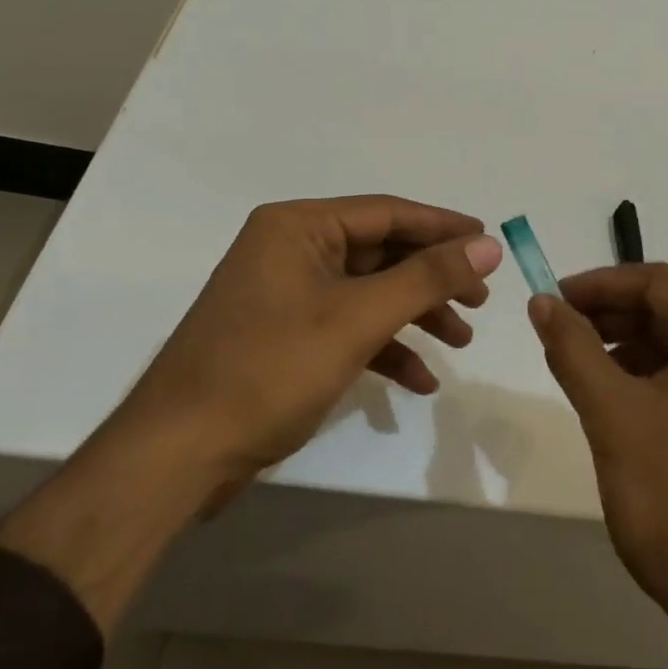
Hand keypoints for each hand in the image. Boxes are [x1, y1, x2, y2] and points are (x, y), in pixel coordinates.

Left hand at [124, 195, 503, 480]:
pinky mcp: (285, 335)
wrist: (177, 456)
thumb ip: (427, 278)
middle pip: (381, 252)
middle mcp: (291, 249)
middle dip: (432, 278)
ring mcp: (286, 294)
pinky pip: (347, 326)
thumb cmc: (270, 370)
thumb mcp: (358, 319)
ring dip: (415, 315)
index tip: (490, 242)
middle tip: (480, 300)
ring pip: (368, 291)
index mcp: (298, 226)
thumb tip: (489, 244)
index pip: (387, 212)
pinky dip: (384, 347)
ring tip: (461, 342)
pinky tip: (419, 380)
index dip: (443, 227)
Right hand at [528, 263, 667, 641]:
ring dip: (626, 349)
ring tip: (580, 371)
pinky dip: (650, 380)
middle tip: (558, 334)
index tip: (552, 300)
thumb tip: (543, 302)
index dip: (599, 284)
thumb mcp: (612, 413)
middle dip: (610, 317)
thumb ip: (573, 349)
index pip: (656, 281)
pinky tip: (617, 404)